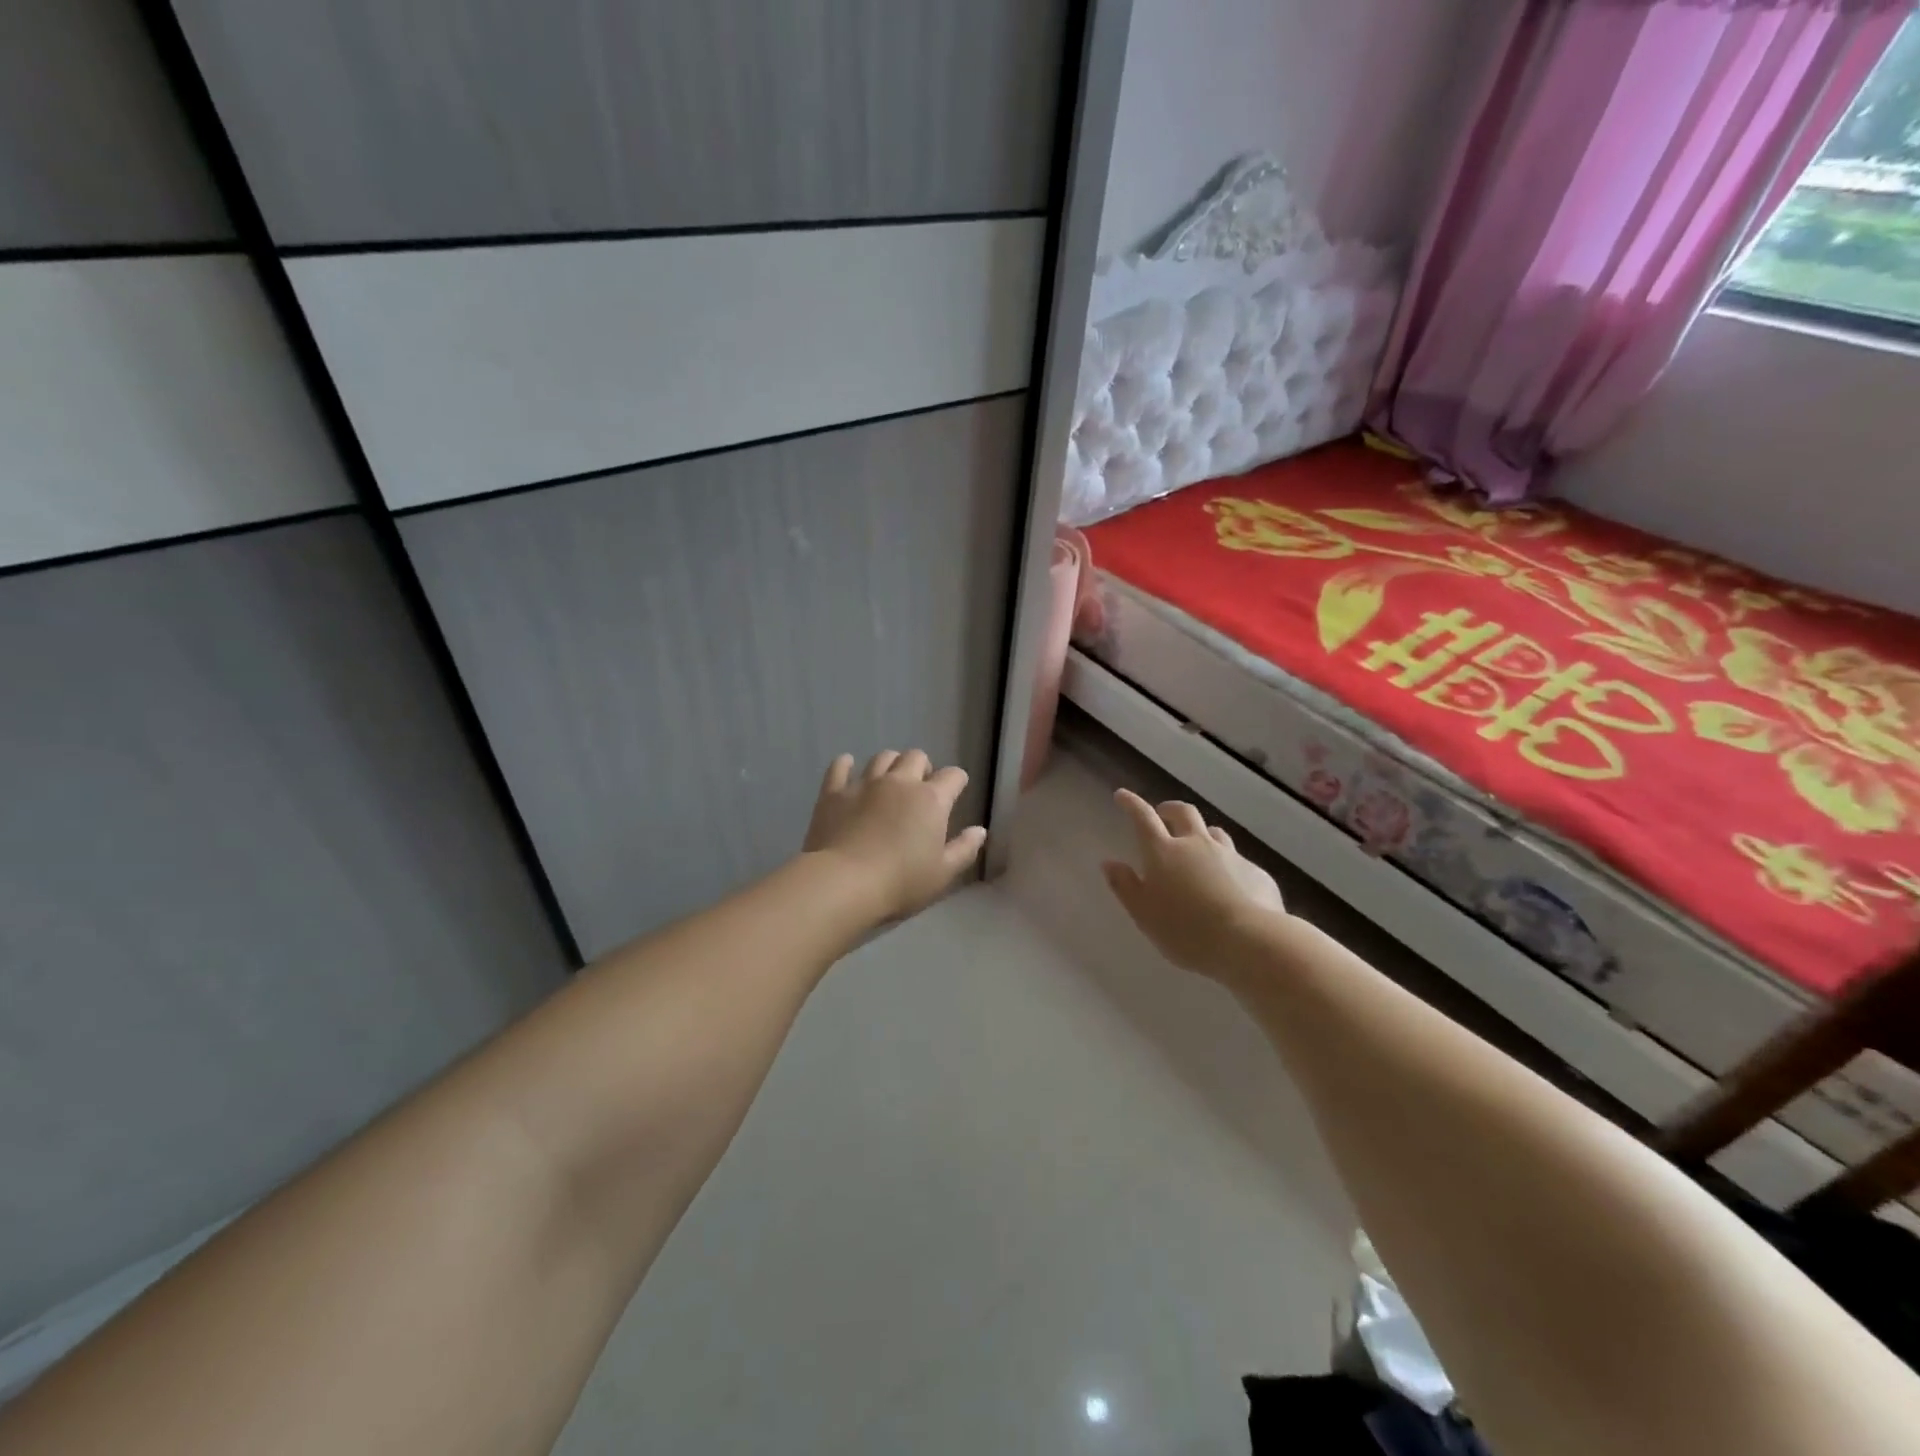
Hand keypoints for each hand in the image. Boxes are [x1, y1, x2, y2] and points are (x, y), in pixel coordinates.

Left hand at [803, 750, 987, 921]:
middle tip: (921, 789)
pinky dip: (845, 764)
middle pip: (916, 757)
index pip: (953, 776)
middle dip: (923, 767)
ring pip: (882, 758)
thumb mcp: (943, 874)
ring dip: (890, 764)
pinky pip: (840, 767)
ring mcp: (864, 784)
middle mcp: (899, 782)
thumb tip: (979, 830)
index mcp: (930, 800)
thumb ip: (964, 849)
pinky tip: (847, 767)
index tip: (955, 793)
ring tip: (889, 781)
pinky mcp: (834, 793)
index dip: (957, 782)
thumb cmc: (900, 883)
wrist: (843, 884)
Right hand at [1103, 789, 1285, 978]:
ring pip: (1214, 833)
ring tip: (1197, 846)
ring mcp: (1231, 855)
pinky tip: (1230, 885)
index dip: (1131, 803)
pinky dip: (1228, 865)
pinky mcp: (1256, 872)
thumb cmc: (1185, 930)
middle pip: (1183, 813)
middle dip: (1170, 809)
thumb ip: (1125, 886)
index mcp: (1164, 852)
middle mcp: (1197, 844)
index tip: (1122, 795)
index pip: (1143, 818)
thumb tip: (1110, 863)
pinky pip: (1238, 861)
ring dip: (1202, 833)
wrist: (1249, 941)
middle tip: (1162, 814)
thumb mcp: (1143, 914)